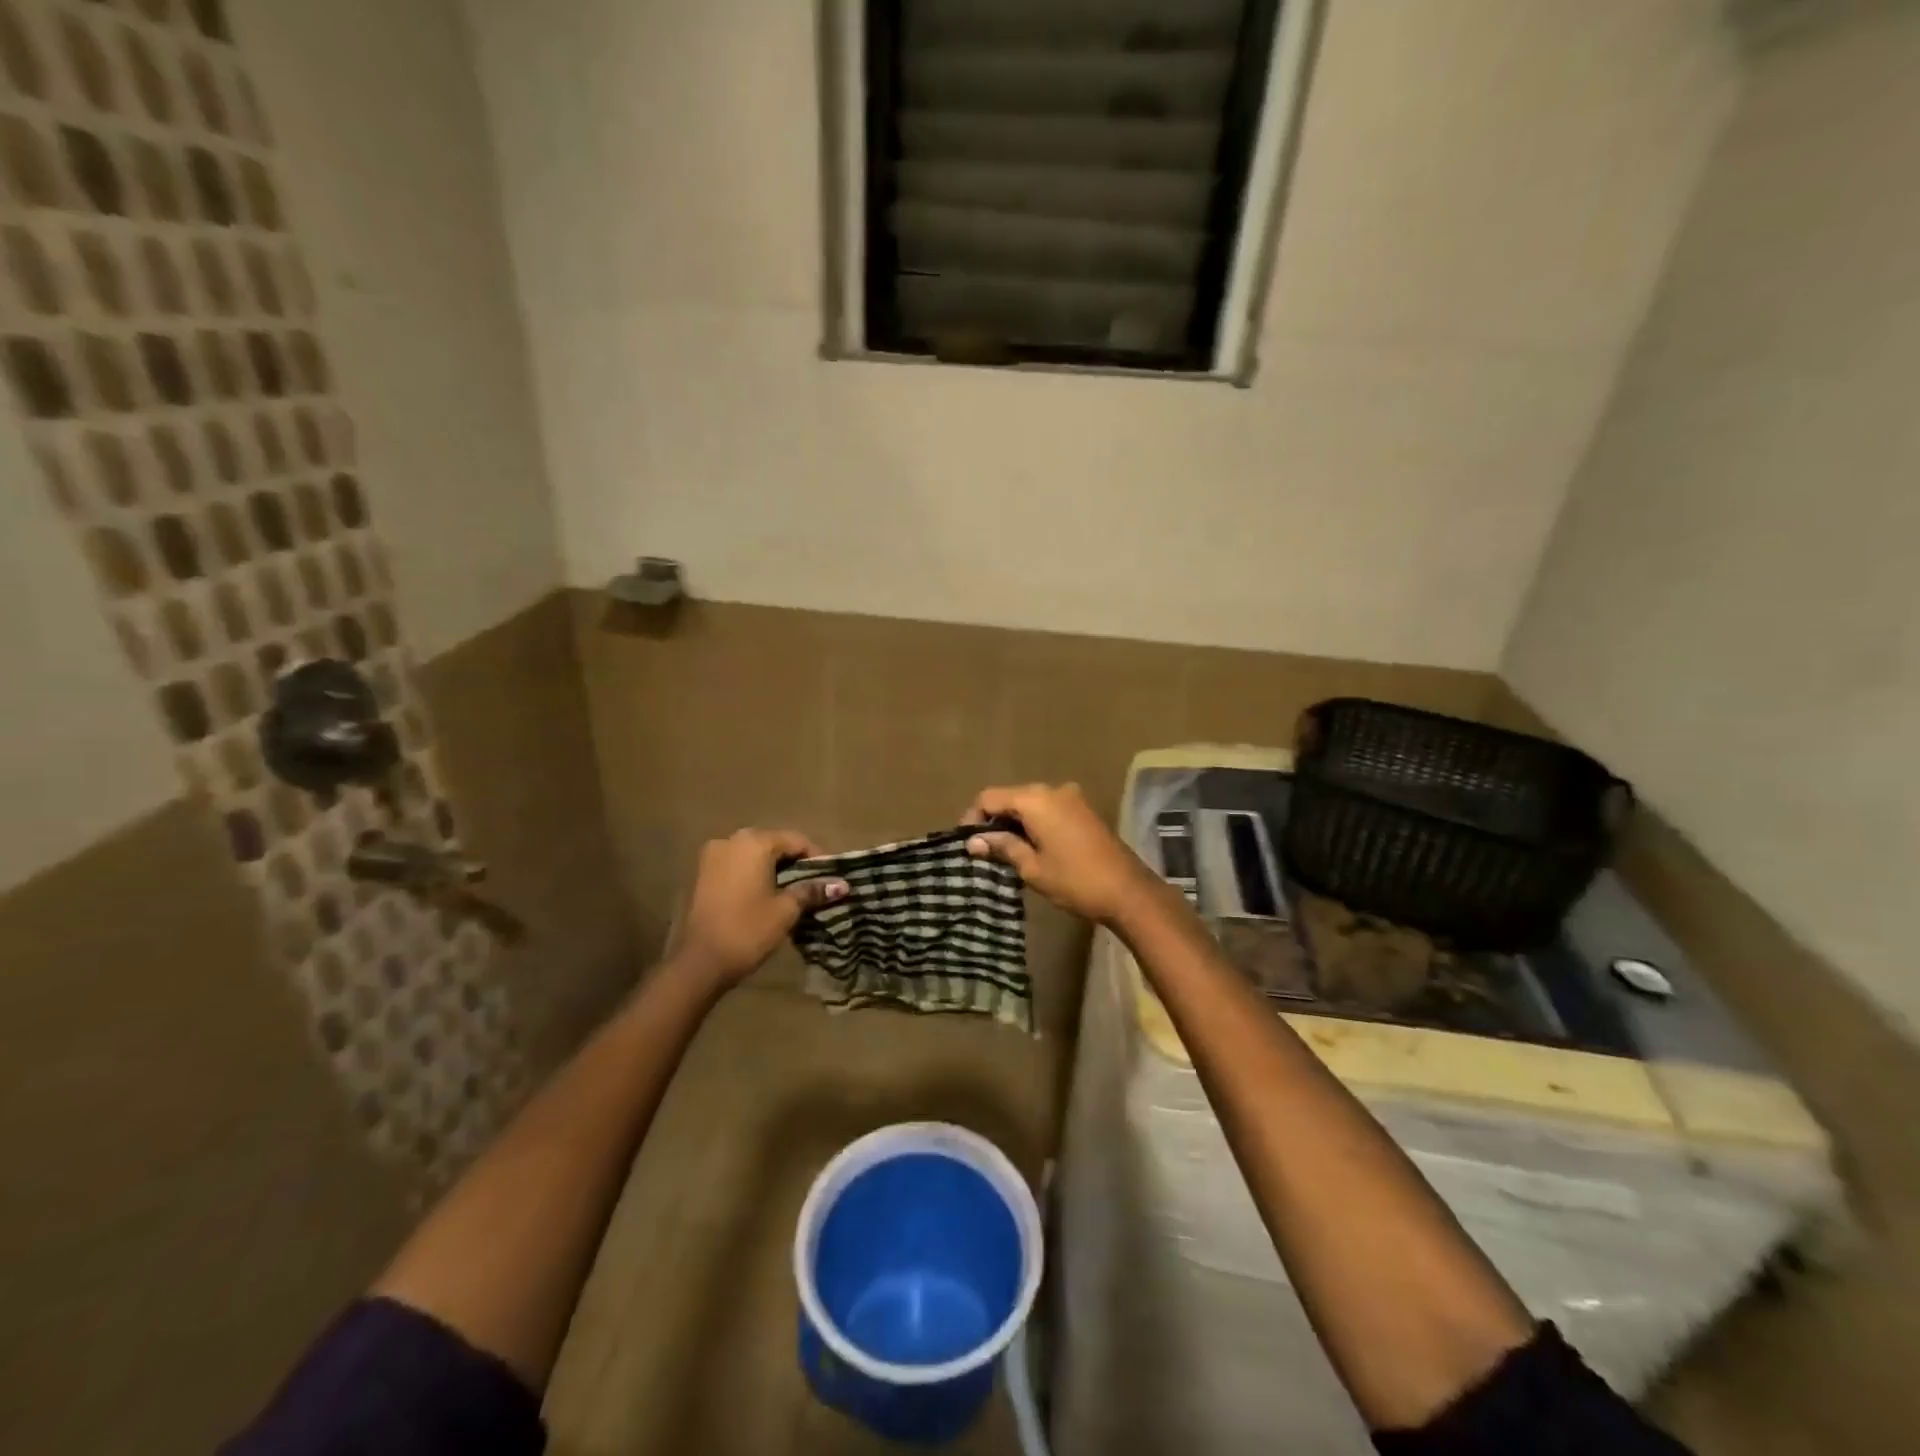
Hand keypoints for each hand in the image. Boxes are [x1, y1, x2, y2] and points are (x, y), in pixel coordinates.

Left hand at [671, 830, 846, 987]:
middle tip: (815, 886)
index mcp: (754, 842)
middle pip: (774, 844)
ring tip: (793, 893)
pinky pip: (738, 866)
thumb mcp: (786, 909)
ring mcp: (713, 856)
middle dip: (796, 863)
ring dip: (775, 870)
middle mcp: (731, 840)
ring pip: (754, 855)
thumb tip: (843, 885)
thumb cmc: (748, 929)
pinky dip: (755, 875)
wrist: (700, 962)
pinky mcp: (703, 874)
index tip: (831, 879)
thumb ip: (812, 890)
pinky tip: (766, 895)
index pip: (796, 840)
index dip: (818, 858)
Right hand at [962, 783, 1158, 926]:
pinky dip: (1034, 823)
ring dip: (1015, 823)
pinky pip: (1049, 809)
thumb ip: (1002, 847)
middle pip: (1011, 797)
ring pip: (1030, 803)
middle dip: (994, 820)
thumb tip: (973, 842)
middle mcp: (1053, 790)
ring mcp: (1072, 798)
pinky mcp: (1084, 810)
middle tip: (983, 850)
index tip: (966, 844)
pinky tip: (1031, 847)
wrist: (1128, 891)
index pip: (990, 797)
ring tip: (1004, 852)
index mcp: (1036, 799)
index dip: (973, 818)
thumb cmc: (1074, 880)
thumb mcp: (1032, 867)